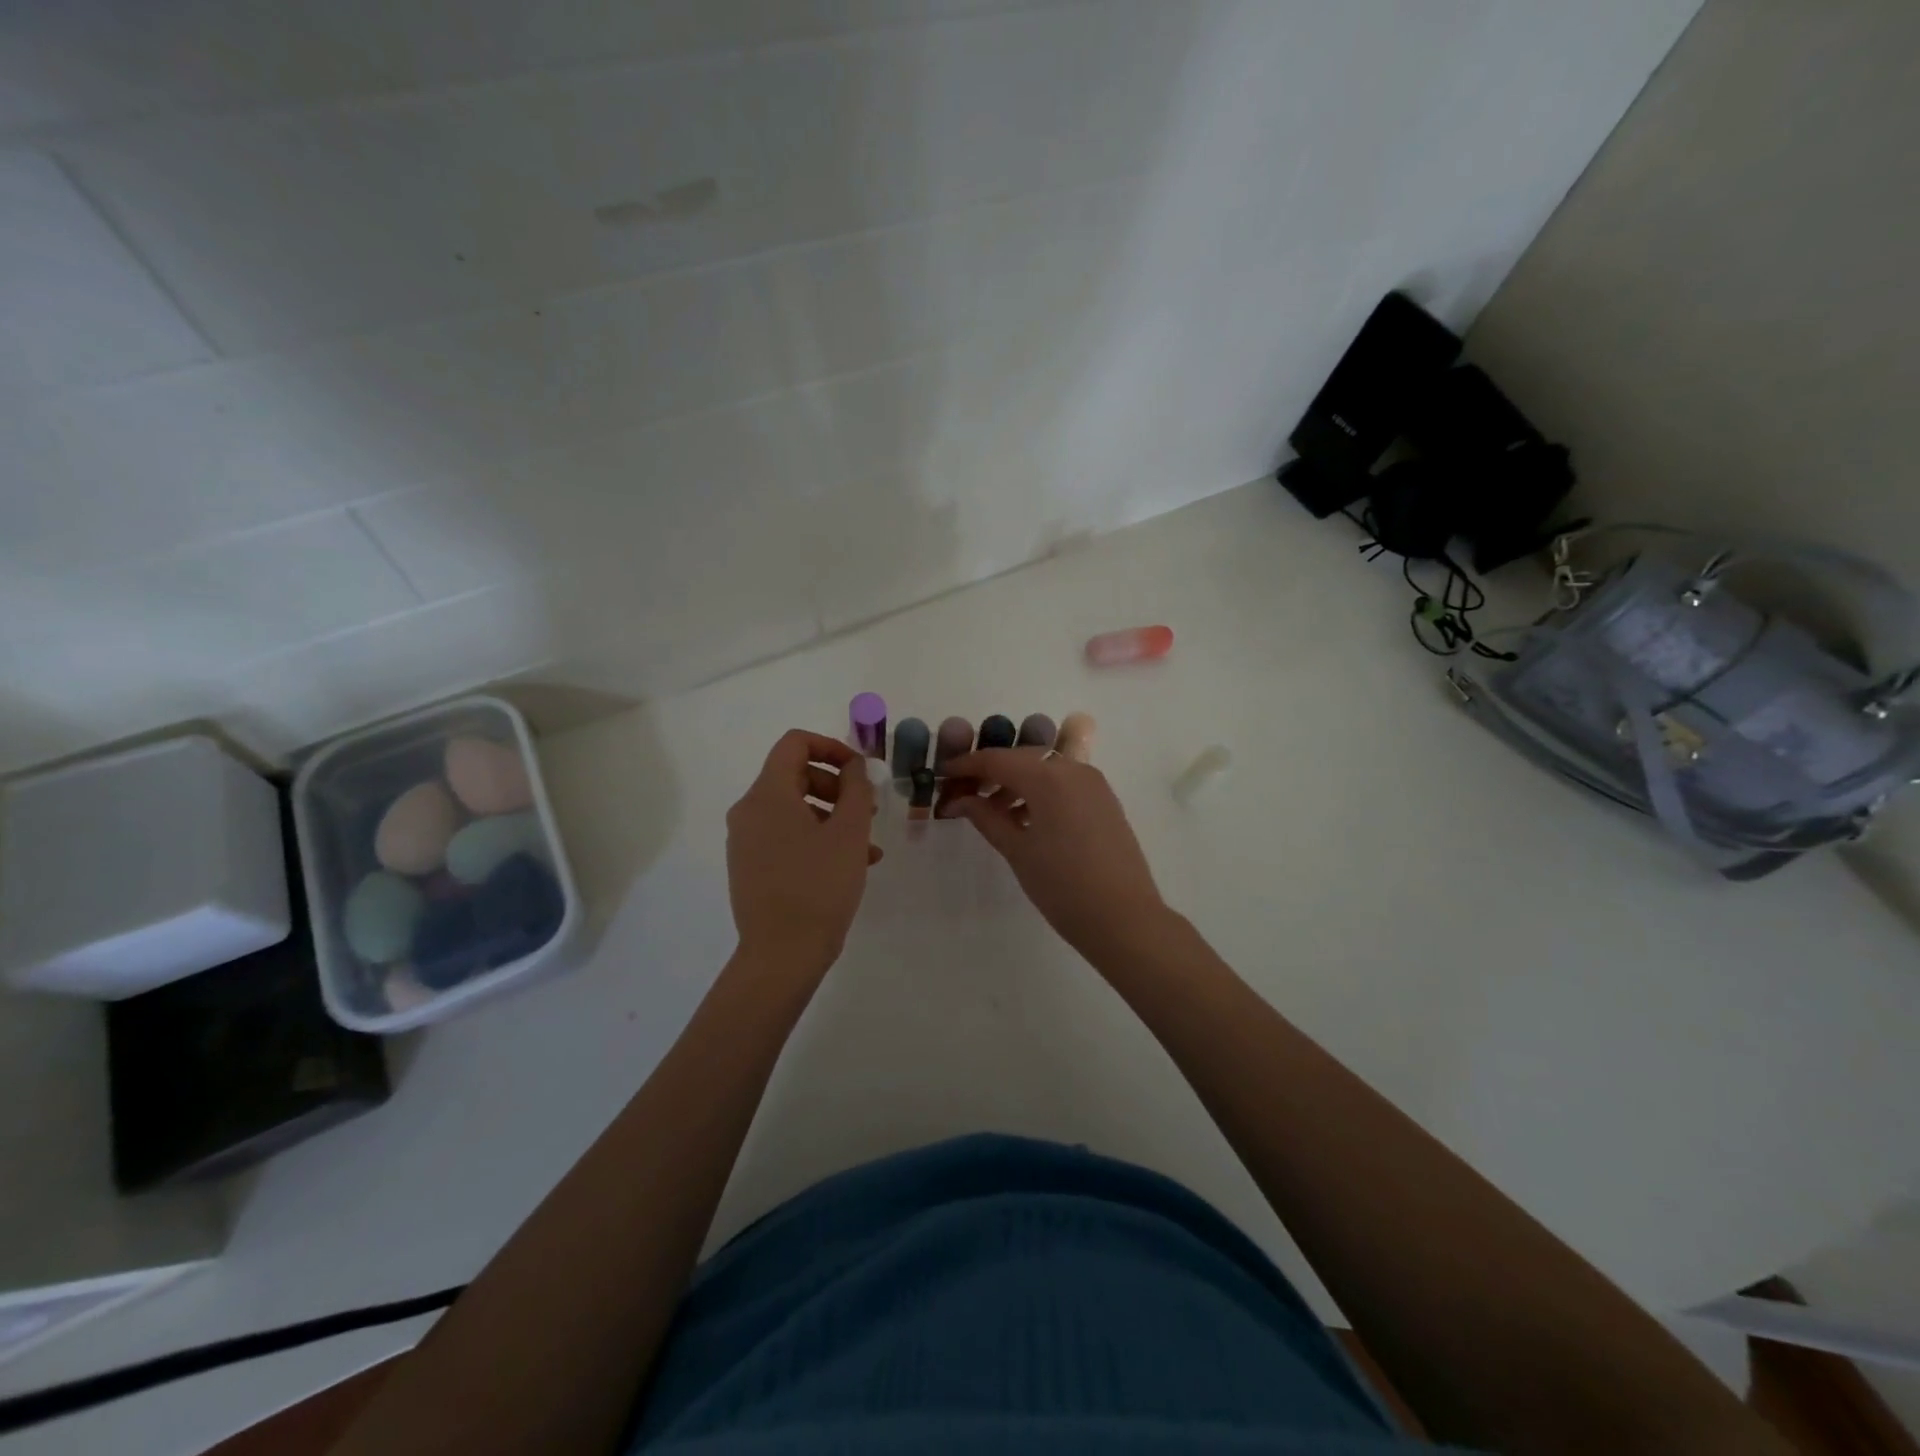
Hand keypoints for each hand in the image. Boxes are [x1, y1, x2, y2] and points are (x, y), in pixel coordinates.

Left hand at [726, 730, 880, 973]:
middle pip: (795, 776)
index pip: (795, 744)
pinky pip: (785, 837)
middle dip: (837, 786)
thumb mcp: (849, 832)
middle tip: (867, 810)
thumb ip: (855, 788)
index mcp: (767, 794)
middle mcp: (748, 811)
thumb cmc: (819, 886)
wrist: (782, 955)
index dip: (832, 747)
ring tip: (868, 846)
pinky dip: (816, 839)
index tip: (860, 770)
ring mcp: (745, 841)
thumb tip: (853, 766)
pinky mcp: (749, 867)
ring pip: (794, 810)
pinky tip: (850, 865)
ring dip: (833, 817)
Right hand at [938, 748, 1170, 964]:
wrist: (1124, 918)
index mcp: (1049, 778)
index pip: (997, 760)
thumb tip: (959, 800)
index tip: (943, 774)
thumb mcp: (1017, 850)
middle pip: (1022, 760)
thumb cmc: (1063, 886)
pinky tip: (1023, 819)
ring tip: (991, 812)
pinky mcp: (1105, 801)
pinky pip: (1064, 785)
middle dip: (990, 773)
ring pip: (1044, 771)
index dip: (966, 764)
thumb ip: (986, 817)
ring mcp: (1094, 784)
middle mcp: (1074, 770)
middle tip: (963, 794)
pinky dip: (1040, 793)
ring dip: (1015, 784)